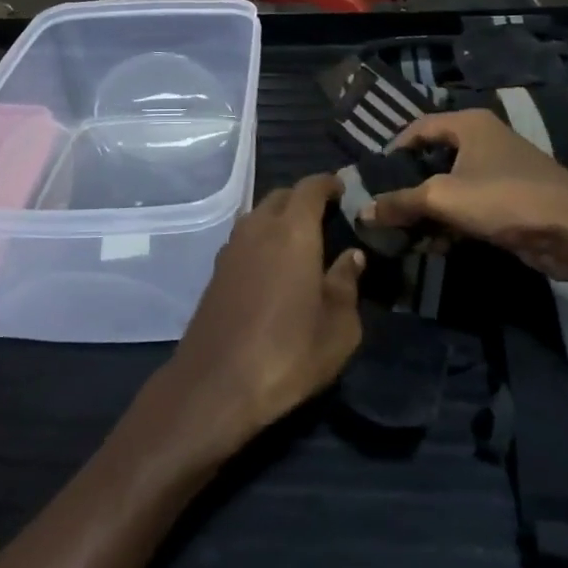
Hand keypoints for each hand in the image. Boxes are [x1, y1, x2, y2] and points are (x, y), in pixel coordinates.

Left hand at [162, 175, 365, 453]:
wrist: (216, 384)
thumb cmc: (289, 353)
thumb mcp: (339, 328)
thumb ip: (347, 284)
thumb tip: (352, 257)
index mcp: (293, 231)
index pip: (309, 188)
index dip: (327, 183)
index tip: (343, 189)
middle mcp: (258, 228)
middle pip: (281, 196)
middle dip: (303, 199)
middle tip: (325, 217)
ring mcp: (231, 248)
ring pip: (258, 215)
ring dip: (279, 218)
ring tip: (300, 242)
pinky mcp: (216, 271)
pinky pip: (244, 239)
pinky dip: (261, 239)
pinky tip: (272, 266)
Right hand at [362, 110, 567, 290]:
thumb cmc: (504, 198)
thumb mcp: (442, 198)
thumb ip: (400, 202)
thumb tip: (363, 212)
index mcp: (468, 124)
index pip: (417, 128)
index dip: (392, 150)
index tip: (372, 177)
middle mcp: (483, 140)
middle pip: (433, 158)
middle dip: (408, 185)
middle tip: (383, 207)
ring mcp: (499, 171)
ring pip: (450, 186)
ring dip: (428, 210)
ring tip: (403, 233)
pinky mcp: (509, 201)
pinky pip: (469, 207)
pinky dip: (450, 223)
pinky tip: (434, 246)